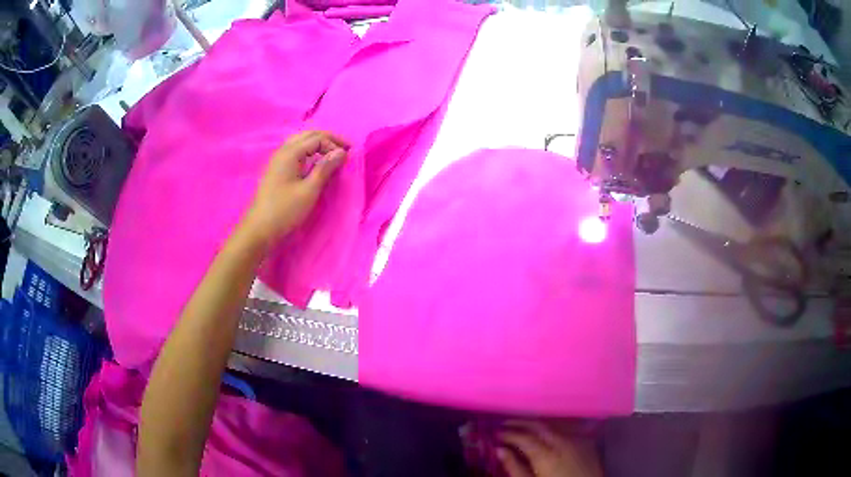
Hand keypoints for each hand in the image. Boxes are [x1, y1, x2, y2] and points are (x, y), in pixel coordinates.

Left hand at [238, 131, 348, 247]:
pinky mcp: (277, 170)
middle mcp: (283, 151)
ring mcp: (278, 160)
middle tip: (346, 148)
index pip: (317, 138)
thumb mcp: (309, 190)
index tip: (349, 157)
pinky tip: (316, 162)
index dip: (335, 144)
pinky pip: (296, 152)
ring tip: (333, 153)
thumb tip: (341, 152)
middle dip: (328, 139)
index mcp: (290, 153)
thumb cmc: (285, 210)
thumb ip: (325, 168)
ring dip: (318, 144)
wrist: (260, 229)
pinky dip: (309, 152)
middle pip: (308, 135)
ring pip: (301, 142)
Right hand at [497, 421, 602, 476]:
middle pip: (539, 425)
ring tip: (522, 424)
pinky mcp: (587, 442)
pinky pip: (567, 428)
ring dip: (536, 423)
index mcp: (546, 455)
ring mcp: (578, 440)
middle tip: (504, 424)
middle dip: (520, 423)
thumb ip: (515, 468)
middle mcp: (563, 442)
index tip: (495, 433)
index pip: (524, 437)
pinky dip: (553, 427)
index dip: (508, 434)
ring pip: (553, 424)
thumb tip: (499, 450)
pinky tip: (546, 430)